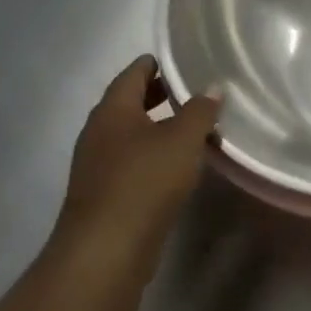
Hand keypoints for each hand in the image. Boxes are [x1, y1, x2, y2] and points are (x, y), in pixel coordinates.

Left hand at [55, 55, 220, 267]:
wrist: (106, 250)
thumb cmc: (144, 181)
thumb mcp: (182, 140)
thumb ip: (199, 111)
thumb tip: (212, 88)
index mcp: (112, 111)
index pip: (133, 74)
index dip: (155, 64)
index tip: (179, 59)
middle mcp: (99, 133)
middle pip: (130, 104)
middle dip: (159, 95)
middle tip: (192, 90)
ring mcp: (98, 166)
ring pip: (132, 135)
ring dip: (159, 128)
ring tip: (194, 127)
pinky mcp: (106, 195)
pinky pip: (133, 162)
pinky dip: (155, 155)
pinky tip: (179, 165)